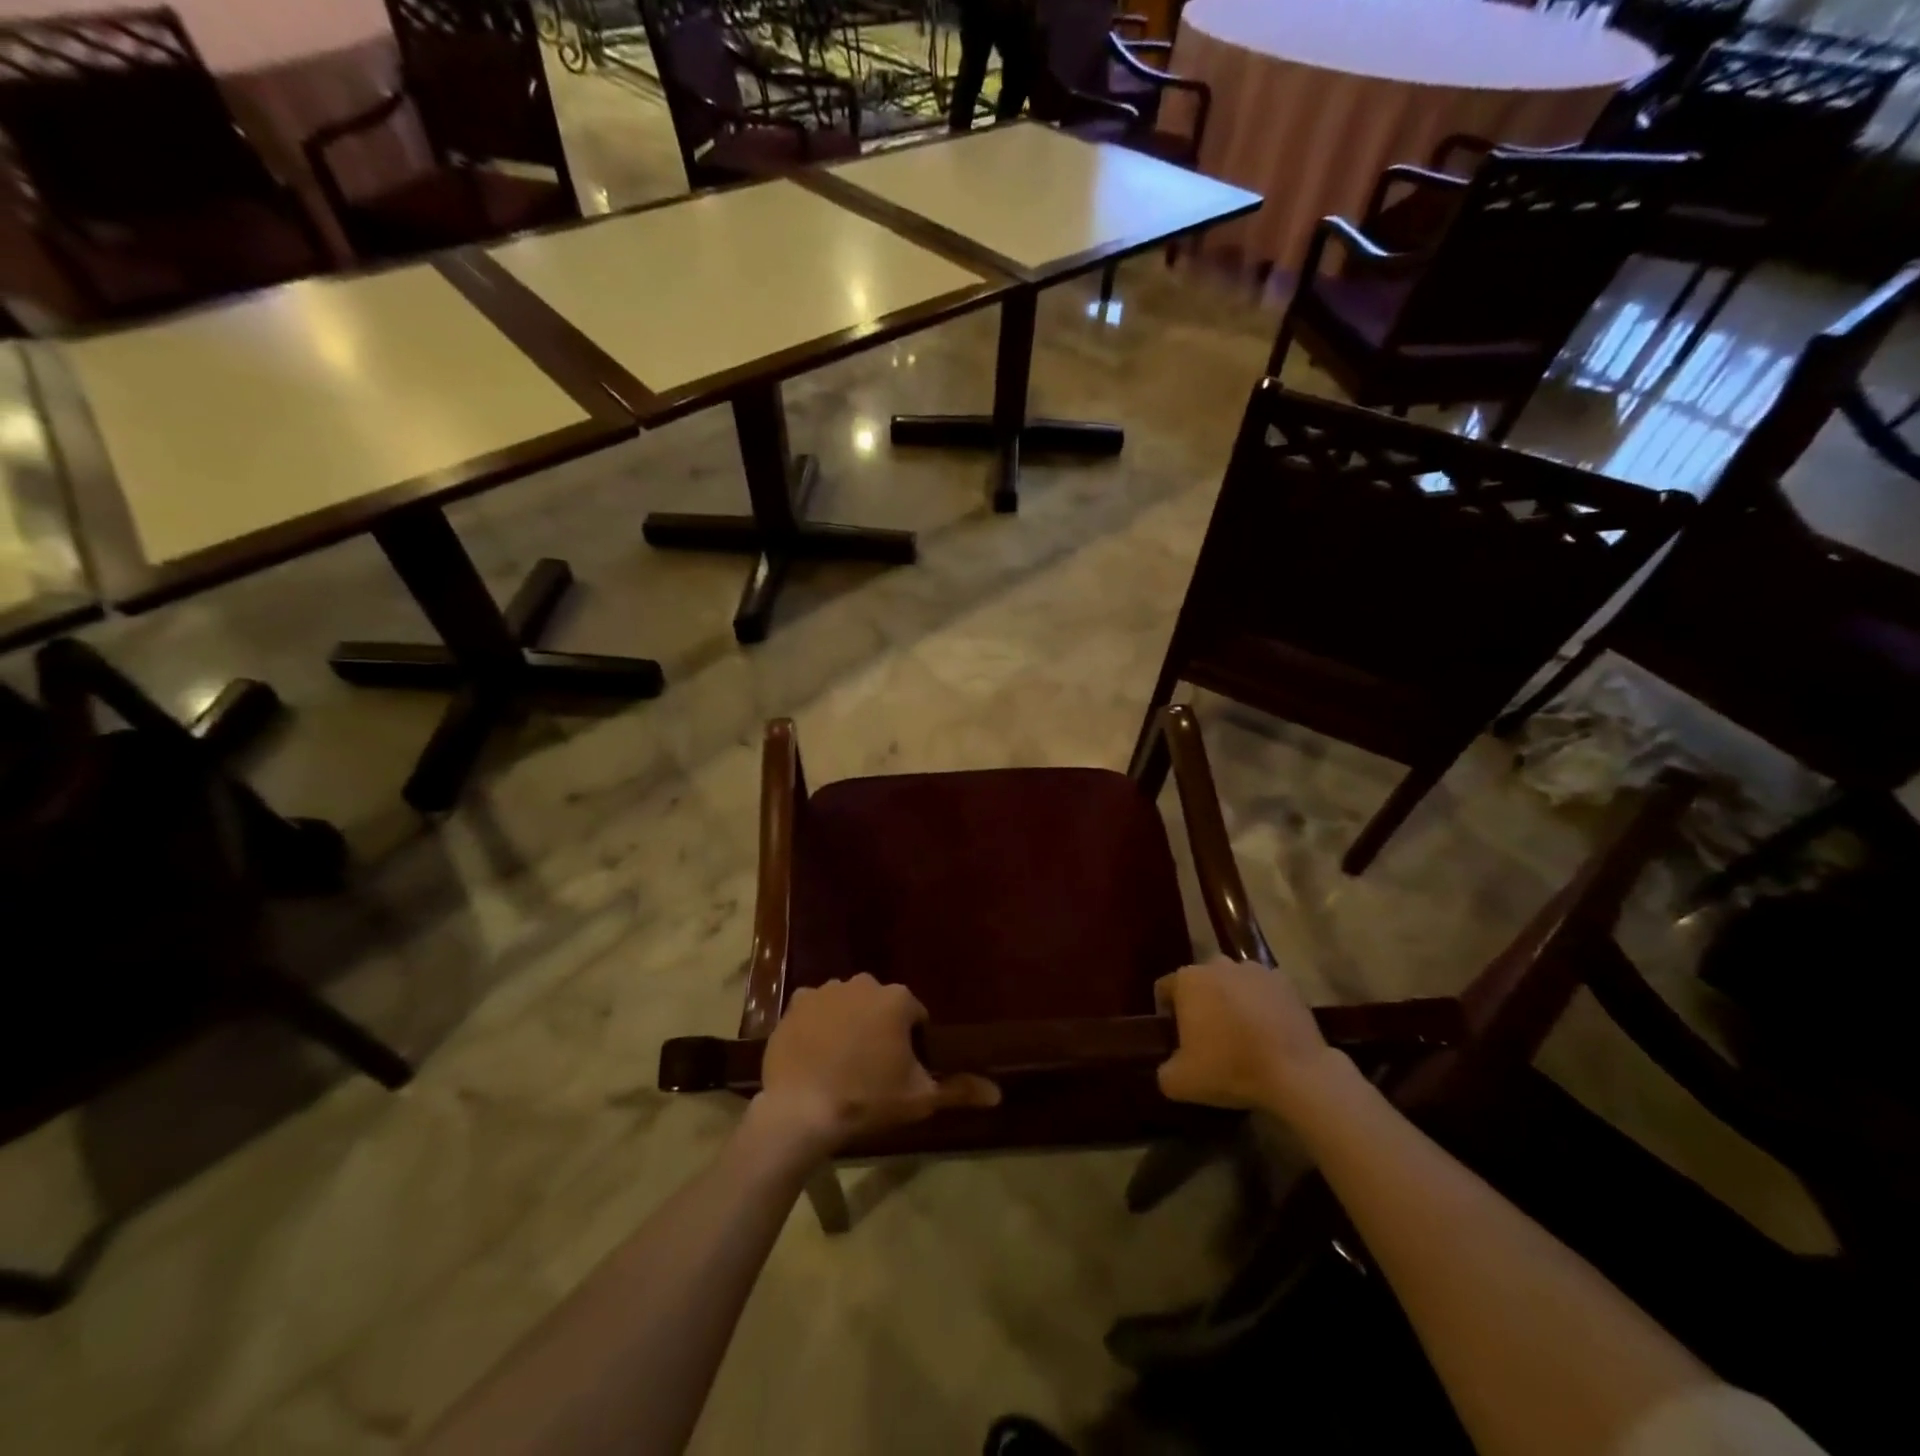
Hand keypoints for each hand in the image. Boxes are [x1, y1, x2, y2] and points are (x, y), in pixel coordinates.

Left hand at [753, 975, 999, 1158]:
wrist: (800, 1111)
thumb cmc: (866, 1099)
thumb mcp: (919, 1099)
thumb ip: (959, 1089)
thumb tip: (998, 1093)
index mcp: (897, 999)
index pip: (915, 1015)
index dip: (912, 1043)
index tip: (900, 1070)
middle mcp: (863, 983)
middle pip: (880, 1005)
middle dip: (880, 1028)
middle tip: (872, 1068)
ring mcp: (826, 990)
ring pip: (848, 1004)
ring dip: (849, 1023)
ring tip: (841, 1063)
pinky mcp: (796, 1004)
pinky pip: (816, 1009)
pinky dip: (818, 1025)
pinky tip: (815, 1054)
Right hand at [1154, 958, 1343, 1116]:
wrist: (1297, 1073)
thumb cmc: (1230, 1068)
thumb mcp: (1180, 1082)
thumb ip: (1164, 1070)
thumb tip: (1170, 1067)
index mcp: (1188, 980)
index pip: (1165, 989)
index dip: (1167, 1013)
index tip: (1177, 1038)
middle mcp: (1218, 964)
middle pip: (1201, 982)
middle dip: (1202, 1003)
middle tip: (1210, 1038)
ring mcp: (1254, 970)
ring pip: (1233, 983)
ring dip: (1232, 1001)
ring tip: (1243, 1035)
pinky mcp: (1285, 982)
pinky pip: (1264, 991)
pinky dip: (1262, 1005)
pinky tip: (1269, 1032)